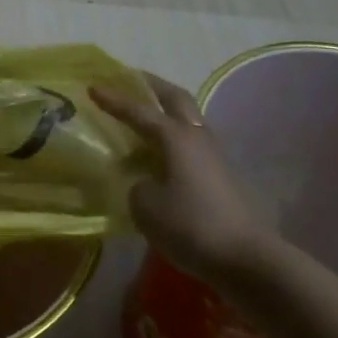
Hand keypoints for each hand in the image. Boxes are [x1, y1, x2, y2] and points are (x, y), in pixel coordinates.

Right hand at [91, 71, 271, 282]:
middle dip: (151, 85)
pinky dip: (172, 137)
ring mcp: (213, 155)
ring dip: (165, 111)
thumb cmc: (190, 225)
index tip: (92, 86)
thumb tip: (144, 181)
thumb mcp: (145, 205)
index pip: (138, 111)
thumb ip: (136, 184)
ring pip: (187, 119)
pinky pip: (191, 143)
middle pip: (175, 98)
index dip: (114, 99)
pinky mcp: (220, 175)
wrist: (245, 258)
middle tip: (130, 78)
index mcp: (175, 137)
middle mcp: (196, 137)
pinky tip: (157, 152)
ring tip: (141, 117)